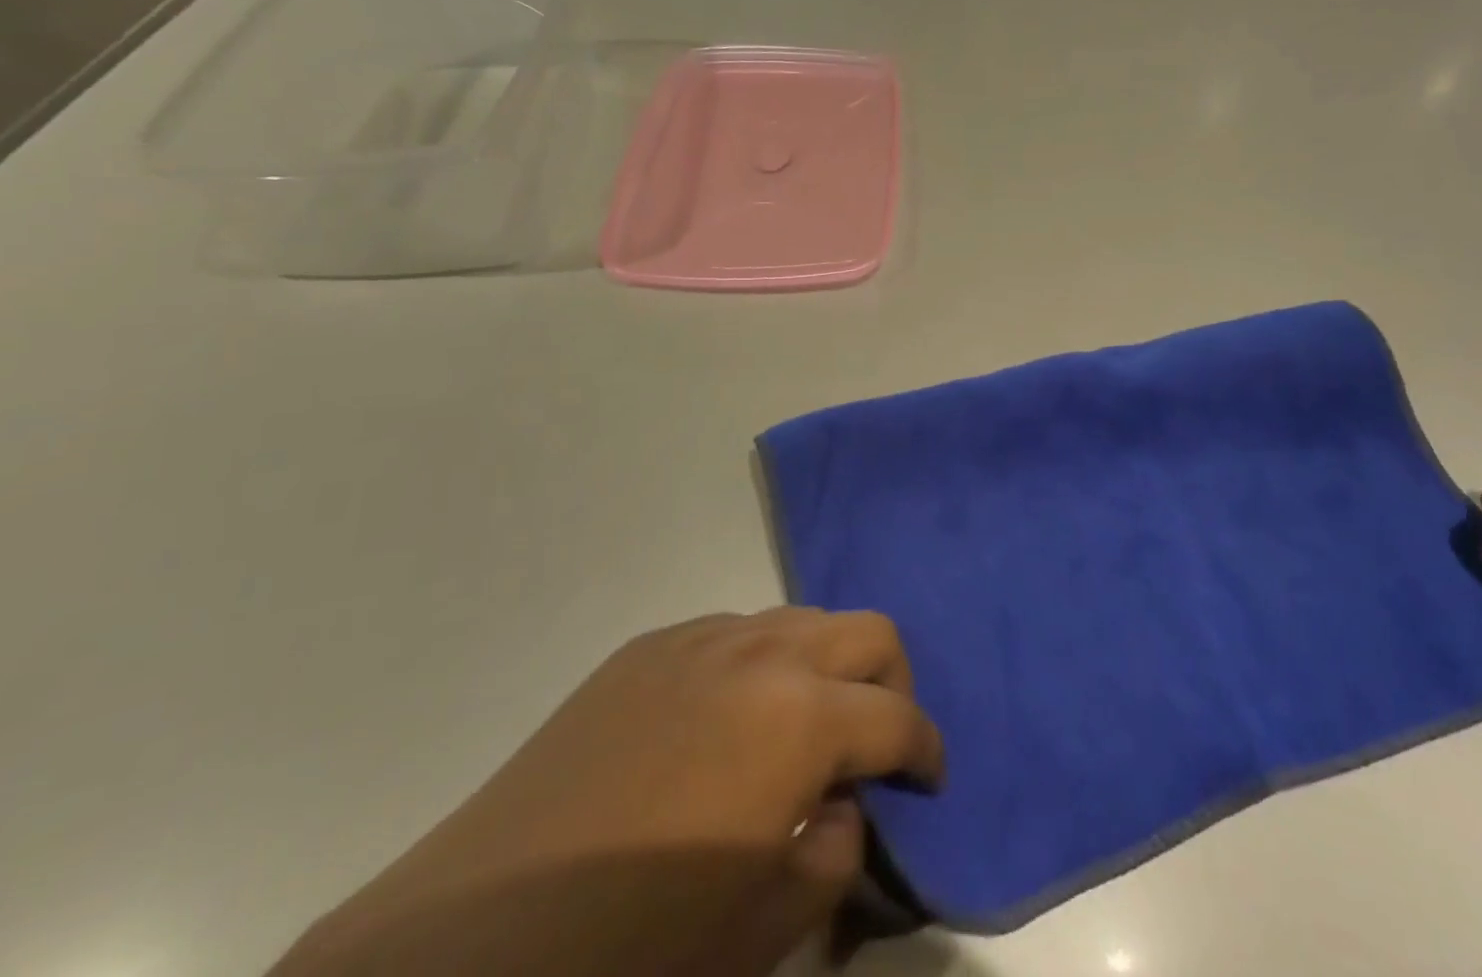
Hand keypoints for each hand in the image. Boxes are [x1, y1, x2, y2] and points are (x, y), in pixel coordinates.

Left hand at [273, 609, 942, 976]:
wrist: (472, 942)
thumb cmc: (633, 952)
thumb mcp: (763, 926)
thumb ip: (834, 854)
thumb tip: (844, 805)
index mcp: (800, 716)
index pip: (898, 717)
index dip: (927, 750)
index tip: (927, 781)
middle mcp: (761, 652)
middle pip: (866, 632)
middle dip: (890, 684)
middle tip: (873, 745)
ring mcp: (701, 639)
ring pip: (801, 620)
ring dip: (823, 667)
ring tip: (800, 733)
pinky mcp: (649, 646)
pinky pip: (734, 633)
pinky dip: (759, 664)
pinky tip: (726, 725)